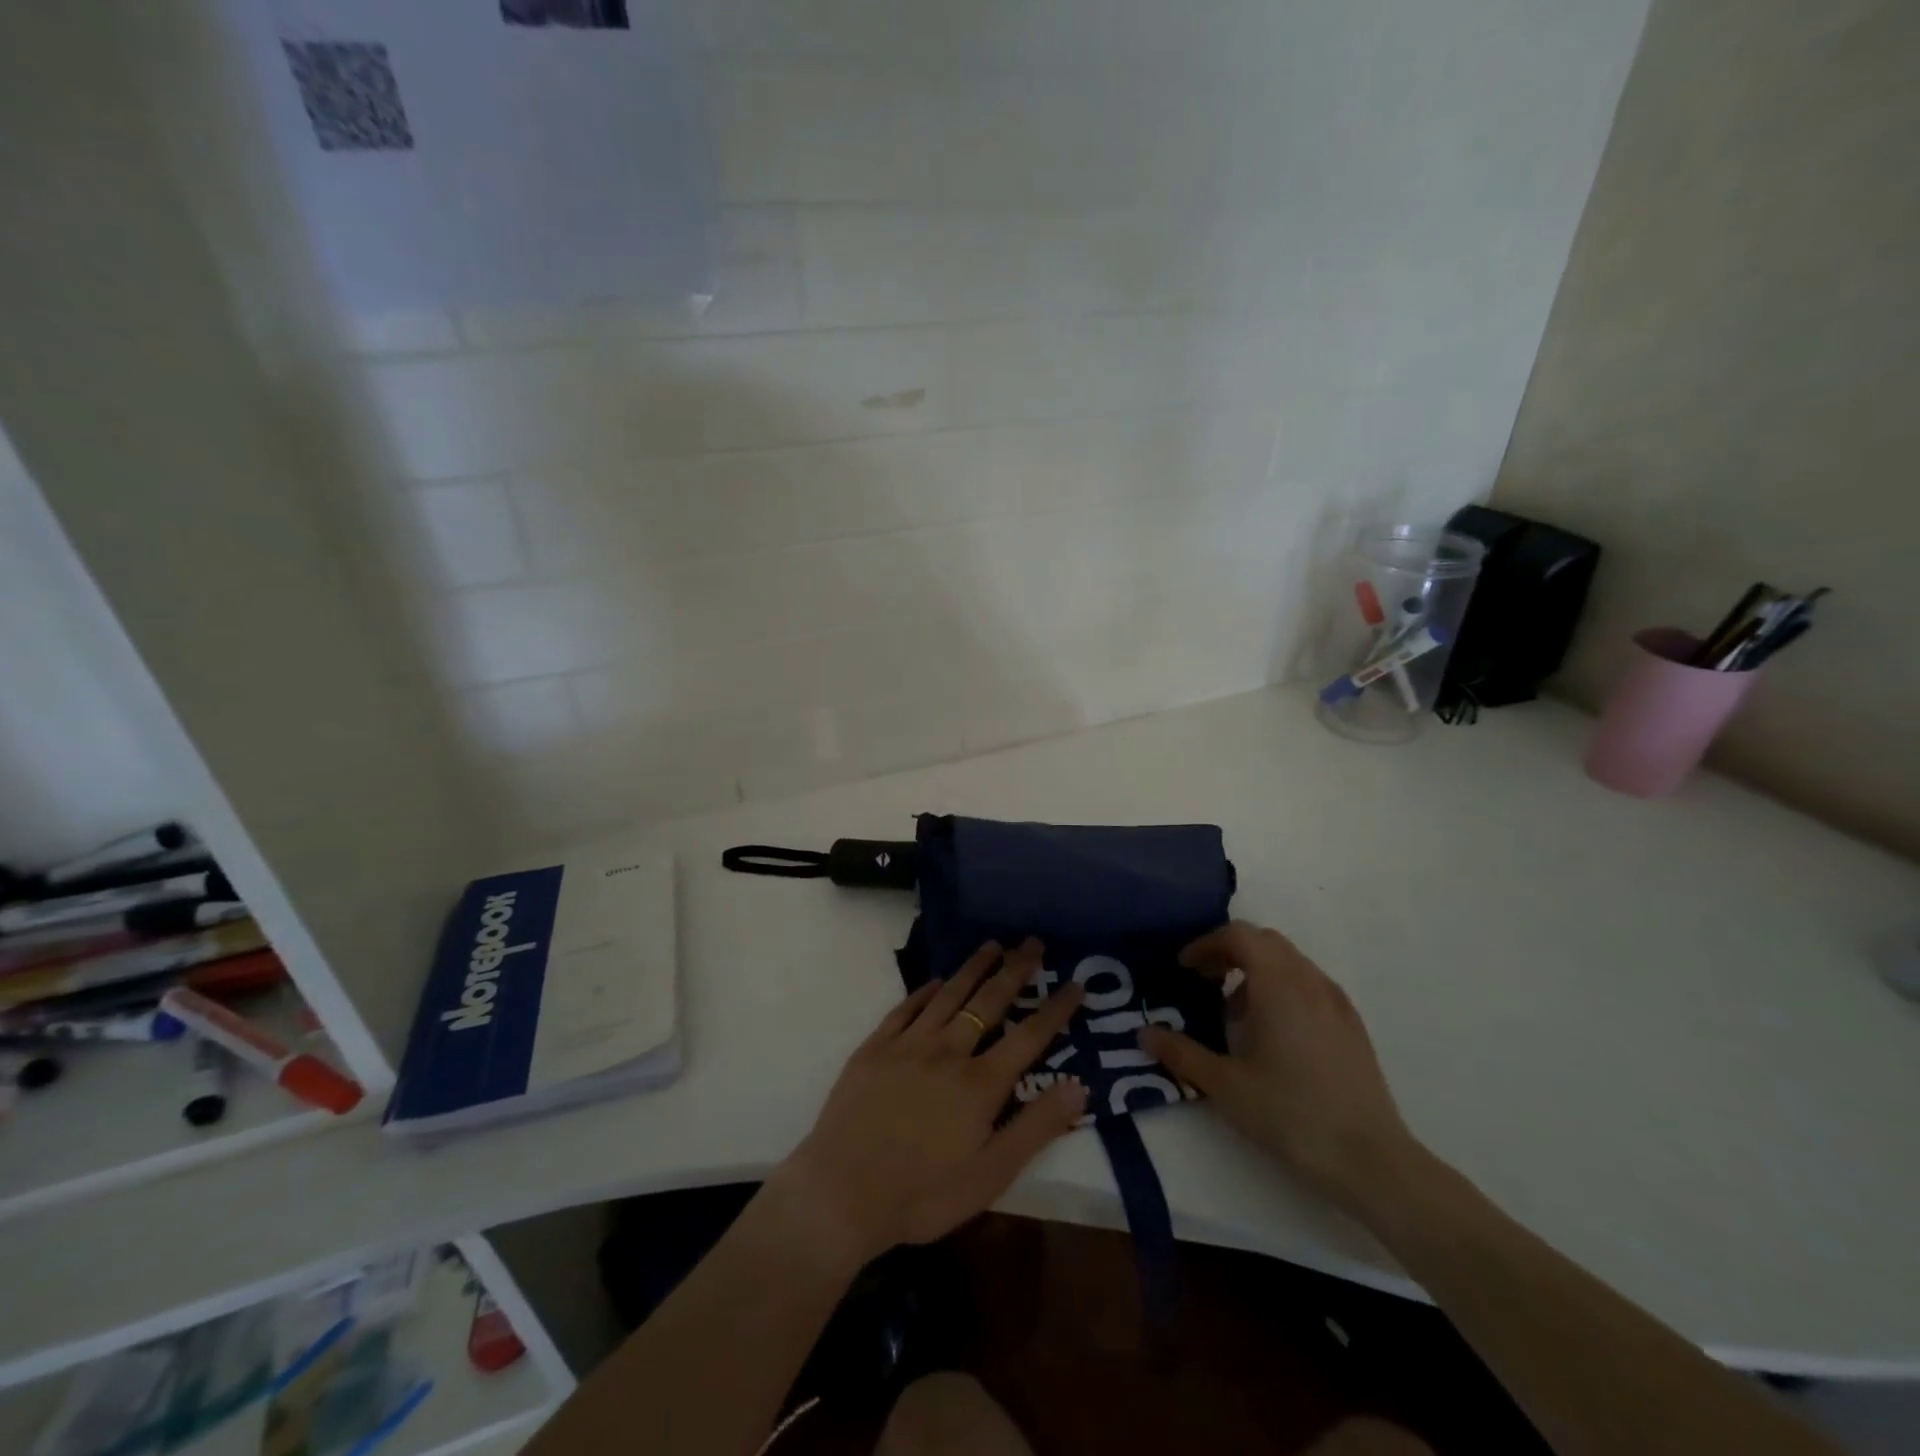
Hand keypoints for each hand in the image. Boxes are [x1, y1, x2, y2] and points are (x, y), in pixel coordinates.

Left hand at [768, 939, 1087, 1270]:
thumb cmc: (923, 1194)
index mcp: (980, 1084)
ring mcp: (908, 1044)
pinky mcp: (875, 1047)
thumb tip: (1079, 1086)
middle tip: (1032, 942)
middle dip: (1015, 970)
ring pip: (948, 995)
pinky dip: (925, 991)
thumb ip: (1036, 1128)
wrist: (841, 1194)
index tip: (1074, 984)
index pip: (1029, 1036)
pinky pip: (906, 1008)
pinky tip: (936, 981)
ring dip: (973, 967)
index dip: (1056, 1009)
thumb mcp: (991, 1175)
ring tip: (992, 945)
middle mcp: (948, 1051)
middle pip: (989, 1001)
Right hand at [1139, 920, 1420, 1213]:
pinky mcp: (1352, 1025)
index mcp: (1278, 983)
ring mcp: (1336, 1002)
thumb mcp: (1225, 1085)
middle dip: (1229, 952)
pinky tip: (1274, 1034)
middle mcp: (1309, 980)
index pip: (1238, 935)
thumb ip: (1181, 1053)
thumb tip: (1144, 1034)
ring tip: (1236, 1013)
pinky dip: (1282, 988)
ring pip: (1289, 962)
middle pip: (1264, 941)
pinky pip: (1309, 984)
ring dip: (1256, 971)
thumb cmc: (1291, 1114)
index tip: (1185, 969)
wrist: (1372, 1160)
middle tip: (1204, 981)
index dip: (1206, 944)